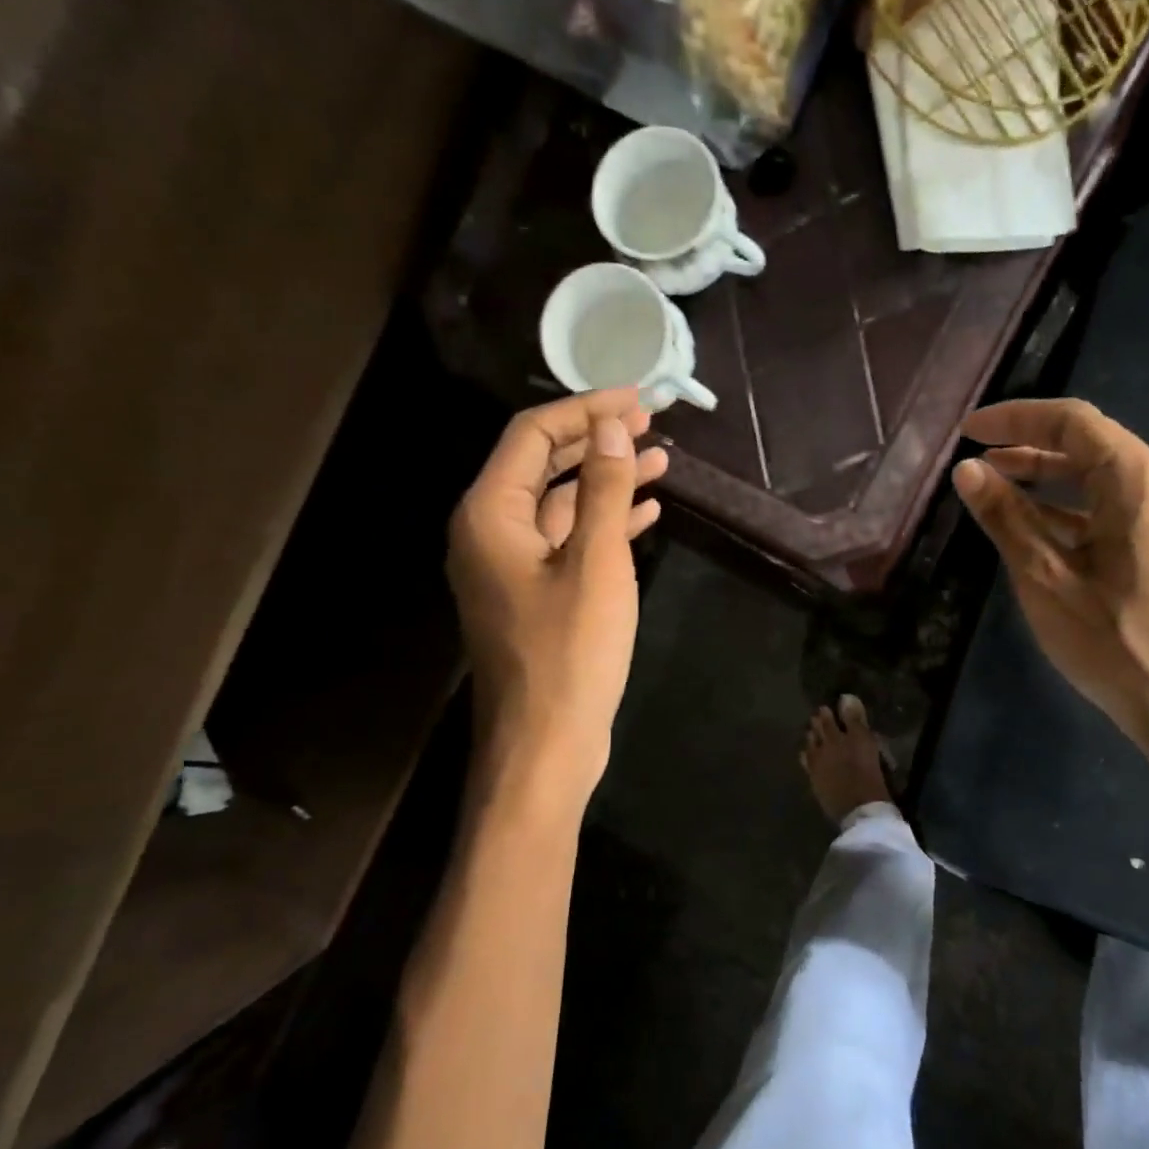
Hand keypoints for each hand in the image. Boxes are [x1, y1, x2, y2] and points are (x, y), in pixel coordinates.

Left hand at [448, 390, 667, 792]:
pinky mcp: (533, 596)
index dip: (586, 410)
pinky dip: (602, 523)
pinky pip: (567, 542)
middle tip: (651, 424)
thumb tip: (611, 427)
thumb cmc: (570, 655)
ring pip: (559, 504)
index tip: (639, 401)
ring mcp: (510, 567)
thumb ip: (601, 489)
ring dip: (605, 480)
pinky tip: (643, 513)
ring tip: (659, 461)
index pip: (533, 435)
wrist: (545, 747)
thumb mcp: (596, 564)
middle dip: (596, 440)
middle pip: (542, 464)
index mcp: (490, 514)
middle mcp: (489, 532)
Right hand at [951, 398, 1148, 738]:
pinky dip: (1071, 509)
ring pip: (1102, 479)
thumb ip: (1005, 517)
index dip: (1016, 418)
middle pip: (1091, 445)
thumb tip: (967, 471)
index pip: (1074, 422)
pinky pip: (1114, 509)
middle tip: (977, 460)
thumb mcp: (1044, 576)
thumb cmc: (1111, 639)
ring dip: (1048, 479)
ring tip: (995, 487)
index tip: (969, 431)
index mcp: (1139, 482)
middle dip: (1029, 447)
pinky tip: (1033, 527)